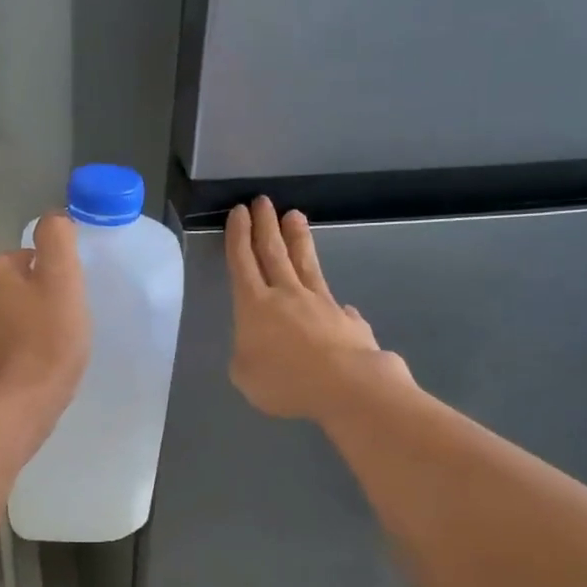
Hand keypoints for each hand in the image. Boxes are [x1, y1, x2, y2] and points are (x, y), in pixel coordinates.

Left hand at [0, 213, 90, 434]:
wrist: (23, 403)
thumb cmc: (46, 337)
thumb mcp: (61, 277)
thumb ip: (57, 237)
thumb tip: (54, 219)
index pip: (30, 257)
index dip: (55, 277)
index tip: (66, 301)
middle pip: (23, 283)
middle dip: (44, 299)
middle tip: (64, 323)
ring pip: (18, 311)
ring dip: (38, 322)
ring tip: (55, 344)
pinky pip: (11, 337)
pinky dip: (27, 344)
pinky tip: (42, 361)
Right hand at [225, 197, 405, 420]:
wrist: (346, 385)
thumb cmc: (285, 381)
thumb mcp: (245, 376)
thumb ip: (247, 355)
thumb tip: (268, 342)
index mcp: (254, 306)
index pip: (242, 263)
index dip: (238, 237)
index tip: (239, 212)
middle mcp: (287, 295)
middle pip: (273, 252)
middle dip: (265, 225)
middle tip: (262, 201)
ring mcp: (321, 303)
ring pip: (305, 263)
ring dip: (297, 238)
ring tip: (294, 216)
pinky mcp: (348, 318)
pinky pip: (335, 303)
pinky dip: (330, 299)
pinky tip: (336, 302)